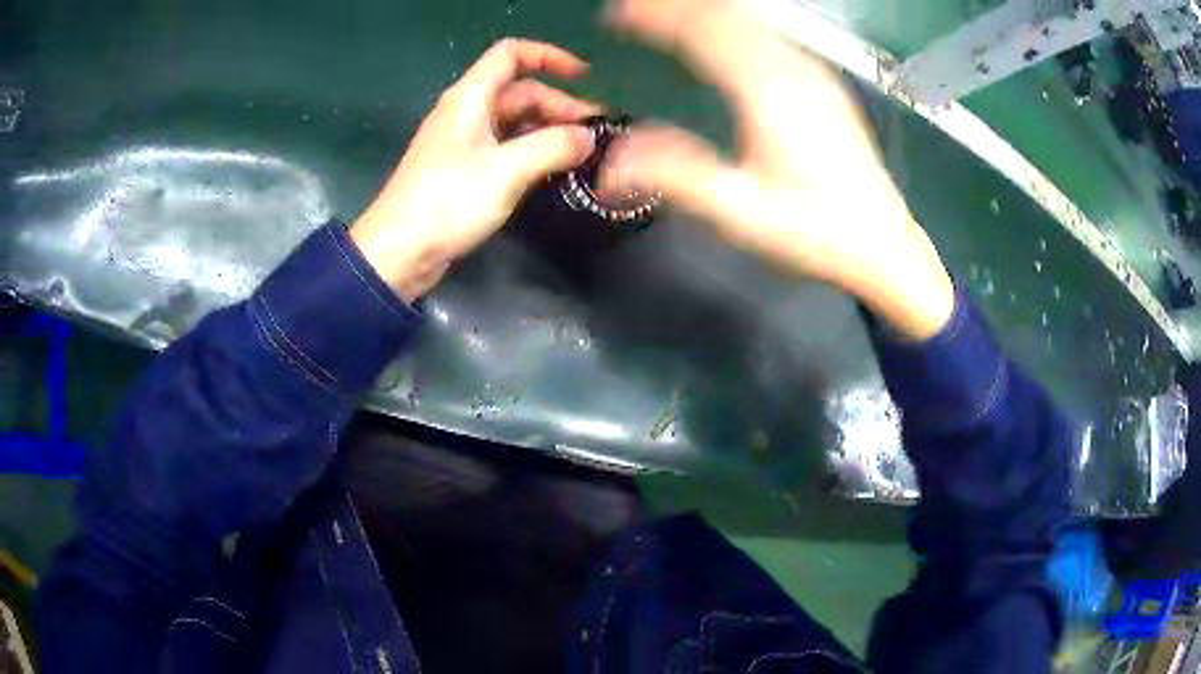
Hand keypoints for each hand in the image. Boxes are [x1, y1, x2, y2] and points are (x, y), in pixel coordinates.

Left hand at [351, 39, 600, 301]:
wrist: (399, 252)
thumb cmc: (448, 201)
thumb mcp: (507, 170)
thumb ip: (553, 147)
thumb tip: (589, 137)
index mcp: (470, 97)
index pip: (511, 54)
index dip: (549, 56)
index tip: (585, 76)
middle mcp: (466, 112)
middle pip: (519, 91)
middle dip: (559, 105)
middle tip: (594, 134)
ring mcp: (464, 142)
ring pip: (514, 121)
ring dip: (548, 130)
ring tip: (582, 153)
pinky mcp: (463, 170)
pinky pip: (505, 147)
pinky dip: (532, 151)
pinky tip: (553, 169)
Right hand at [600, 0, 954, 339]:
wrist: (884, 244)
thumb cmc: (816, 232)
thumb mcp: (742, 214)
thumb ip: (676, 177)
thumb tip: (611, 161)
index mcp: (769, 92)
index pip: (703, 30)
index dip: (656, 15)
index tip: (617, 14)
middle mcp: (793, 69)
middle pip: (726, 13)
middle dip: (676, 5)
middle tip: (633, 9)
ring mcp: (814, 72)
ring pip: (752, 19)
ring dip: (705, 10)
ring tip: (667, 17)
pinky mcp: (825, 84)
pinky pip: (770, 34)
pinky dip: (733, 23)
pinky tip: (719, 36)